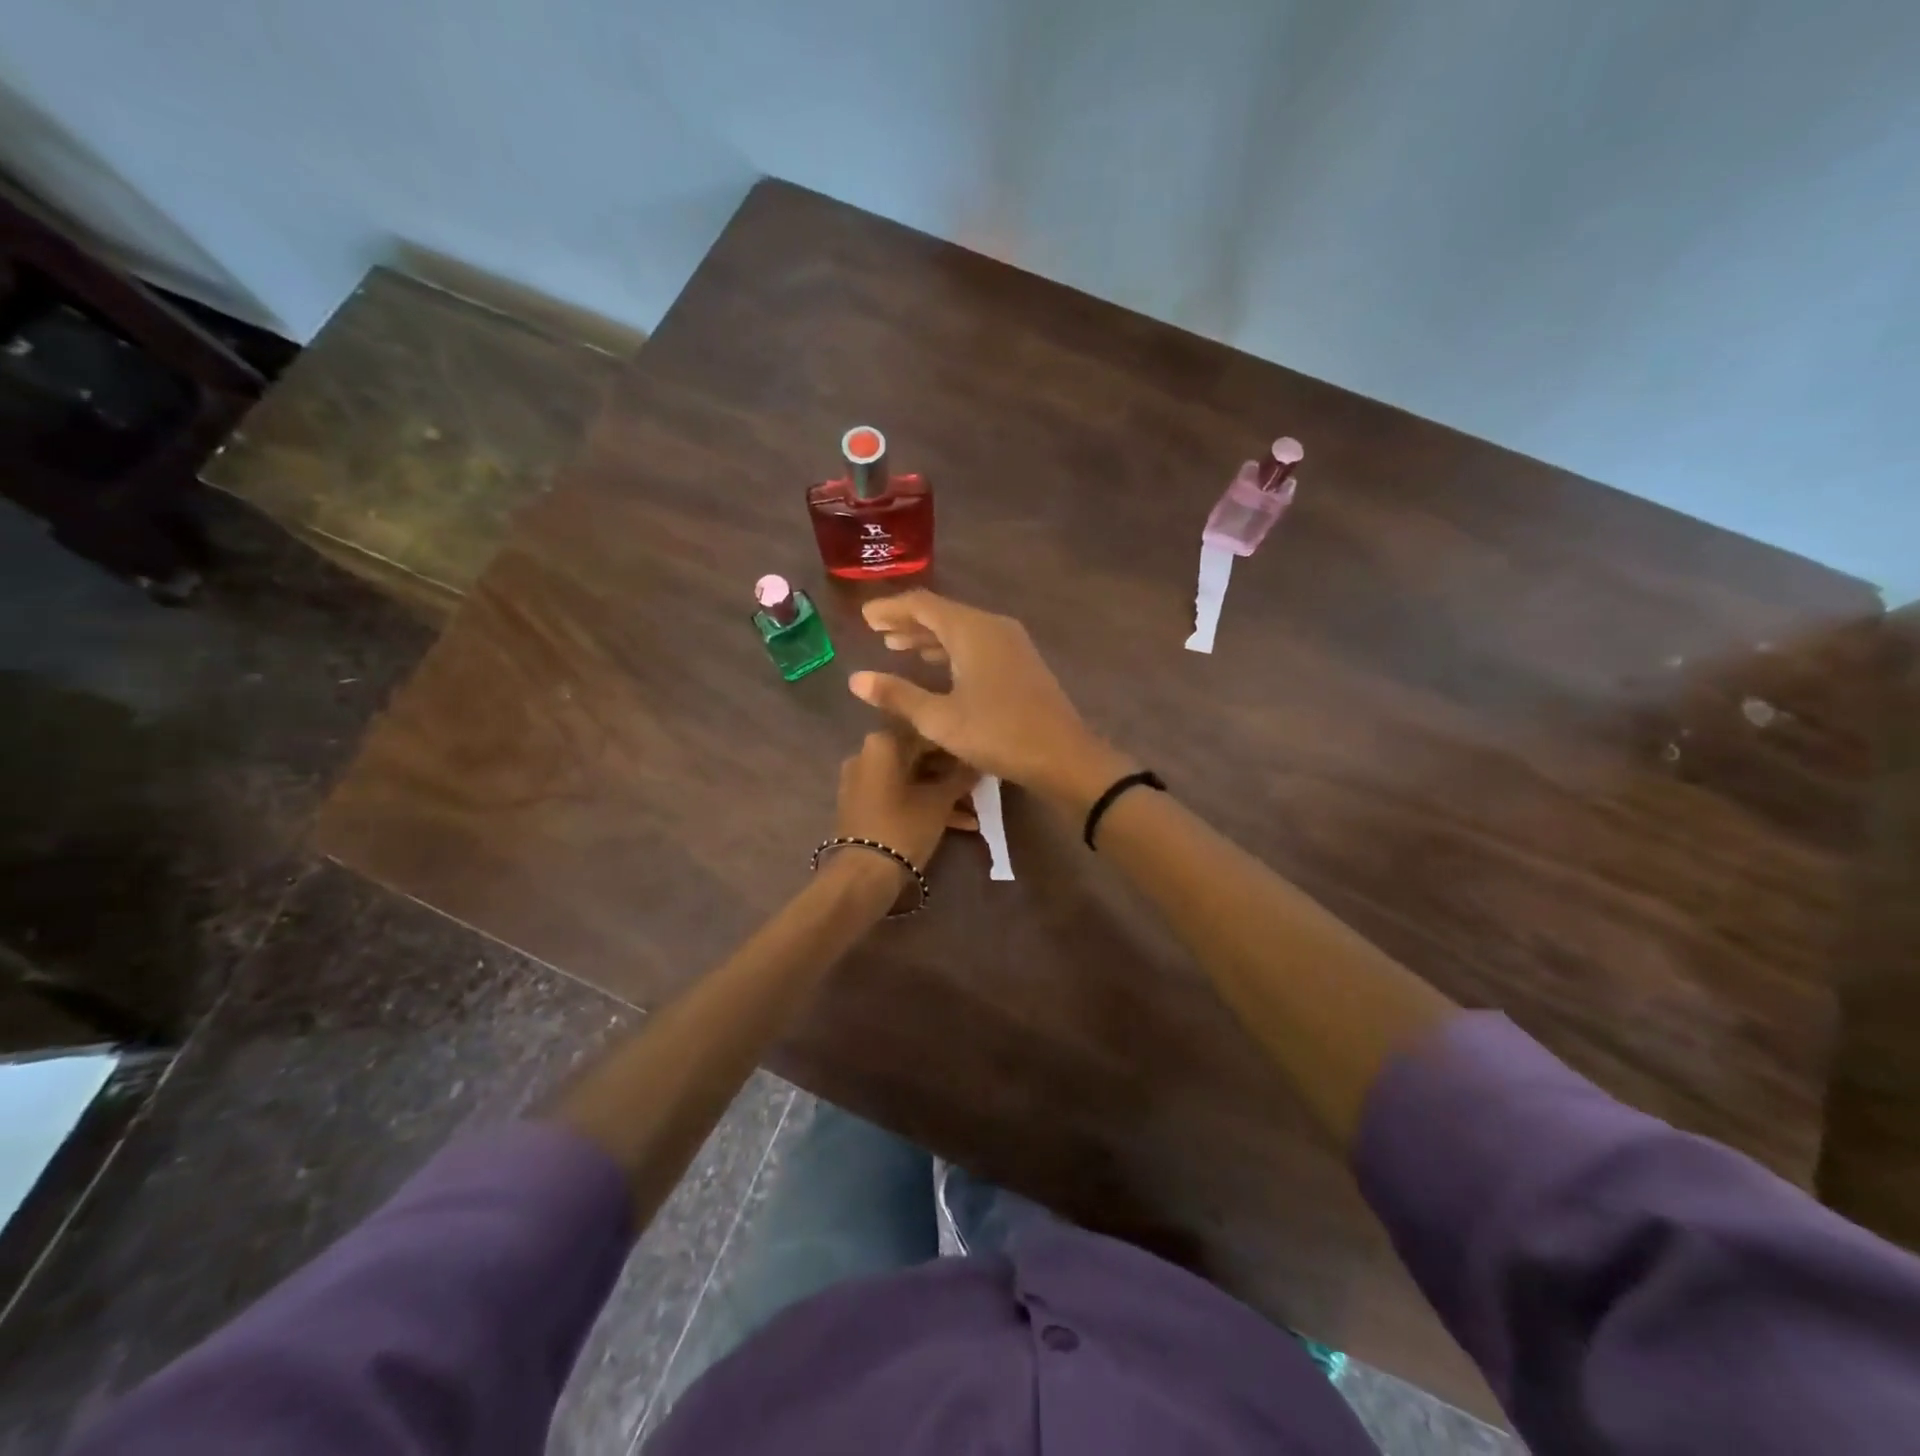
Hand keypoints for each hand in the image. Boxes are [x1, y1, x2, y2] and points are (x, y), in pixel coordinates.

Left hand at [834, 729, 979, 881]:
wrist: (864, 874)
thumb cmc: (904, 827)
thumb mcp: (940, 801)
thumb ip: (961, 777)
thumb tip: (978, 762)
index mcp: (883, 743)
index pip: (929, 734)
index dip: (957, 747)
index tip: (979, 758)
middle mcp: (867, 755)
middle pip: (918, 757)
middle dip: (951, 773)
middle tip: (979, 785)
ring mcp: (862, 781)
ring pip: (911, 780)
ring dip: (941, 793)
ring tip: (974, 810)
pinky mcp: (862, 805)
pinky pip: (899, 796)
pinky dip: (923, 805)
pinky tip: (959, 823)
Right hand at [848, 591, 1131, 806]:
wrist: (1063, 756)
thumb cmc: (997, 734)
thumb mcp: (939, 719)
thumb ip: (897, 695)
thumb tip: (856, 679)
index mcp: (971, 630)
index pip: (922, 604)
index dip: (890, 609)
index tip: (865, 618)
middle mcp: (992, 626)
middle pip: (942, 613)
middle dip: (908, 621)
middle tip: (877, 631)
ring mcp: (1011, 643)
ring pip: (961, 629)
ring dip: (929, 636)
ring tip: (897, 647)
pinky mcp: (1021, 662)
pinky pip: (977, 643)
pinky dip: (951, 649)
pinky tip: (937, 665)